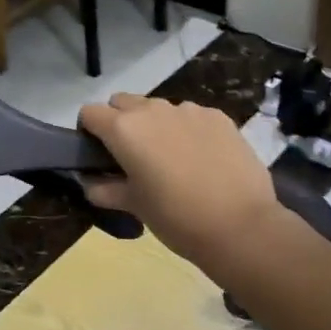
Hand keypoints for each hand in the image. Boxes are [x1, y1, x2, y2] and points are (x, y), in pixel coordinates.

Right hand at [78, 94, 285, 278]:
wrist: (241, 227)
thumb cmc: (176, 218)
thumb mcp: (134, 206)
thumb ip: (104, 190)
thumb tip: (91, 183)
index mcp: (124, 129)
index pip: (90, 113)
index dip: (89, 131)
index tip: (99, 154)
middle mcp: (152, 110)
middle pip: (123, 103)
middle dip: (121, 122)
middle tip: (133, 157)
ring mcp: (188, 110)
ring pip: (159, 108)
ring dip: (155, 126)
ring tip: (172, 160)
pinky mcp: (218, 116)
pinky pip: (191, 116)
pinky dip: (187, 130)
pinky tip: (202, 159)